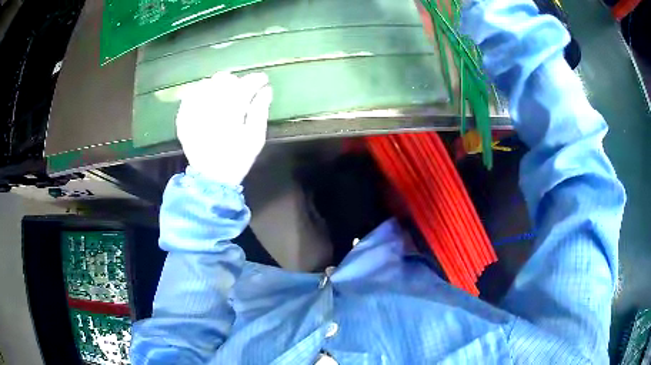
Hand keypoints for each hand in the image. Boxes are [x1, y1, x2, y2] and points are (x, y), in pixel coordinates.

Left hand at [176, 72, 272, 185]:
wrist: (211, 177)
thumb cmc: (237, 159)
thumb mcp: (255, 138)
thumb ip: (261, 111)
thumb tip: (266, 90)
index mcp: (230, 113)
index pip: (245, 85)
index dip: (256, 79)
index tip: (263, 80)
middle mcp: (210, 107)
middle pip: (223, 79)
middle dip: (236, 81)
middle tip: (242, 90)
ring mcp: (193, 112)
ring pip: (206, 84)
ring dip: (218, 86)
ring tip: (224, 95)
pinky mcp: (183, 117)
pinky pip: (190, 95)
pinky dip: (200, 92)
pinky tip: (206, 99)